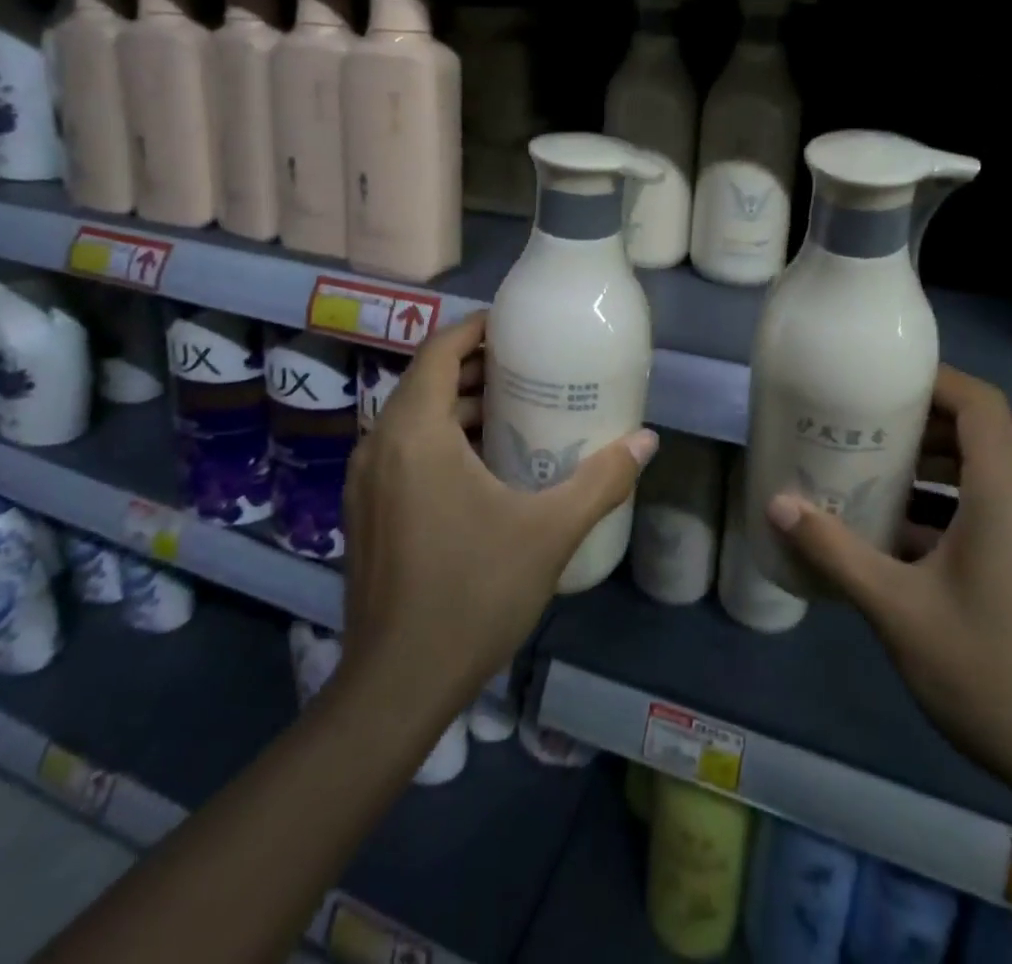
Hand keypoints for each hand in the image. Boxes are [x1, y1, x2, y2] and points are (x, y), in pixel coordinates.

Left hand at [339, 312, 658, 712]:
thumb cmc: (473, 594)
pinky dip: (439, 439)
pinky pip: (403, 451)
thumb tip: (647, 439)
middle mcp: (379, 444)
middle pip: (426, 380)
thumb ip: (601, 480)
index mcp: (414, 432)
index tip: (517, 327)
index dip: (476, 329)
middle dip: (475, 368)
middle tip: (529, 368)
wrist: (396, 685)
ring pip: (413, 418)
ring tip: (515, 412)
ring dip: (458, 406)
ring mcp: (365, 481)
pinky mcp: (364, 511)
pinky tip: (482, 467)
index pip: (439, 350)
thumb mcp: (549, 531)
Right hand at [765, 365, 1011, 823]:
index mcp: (1010, 491)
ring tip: (877, 476)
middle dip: (920, 425)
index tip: (878, 380)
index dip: (930, 380)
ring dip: (938, 467)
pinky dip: (961, 503)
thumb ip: (835, 550)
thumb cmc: (994, 673)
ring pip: (993, 473)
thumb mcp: (899, 610)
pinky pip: (1007, 508)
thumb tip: (777, 504)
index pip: (977, 401)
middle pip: (981, 433)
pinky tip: (912, 539)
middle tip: (861, 430)